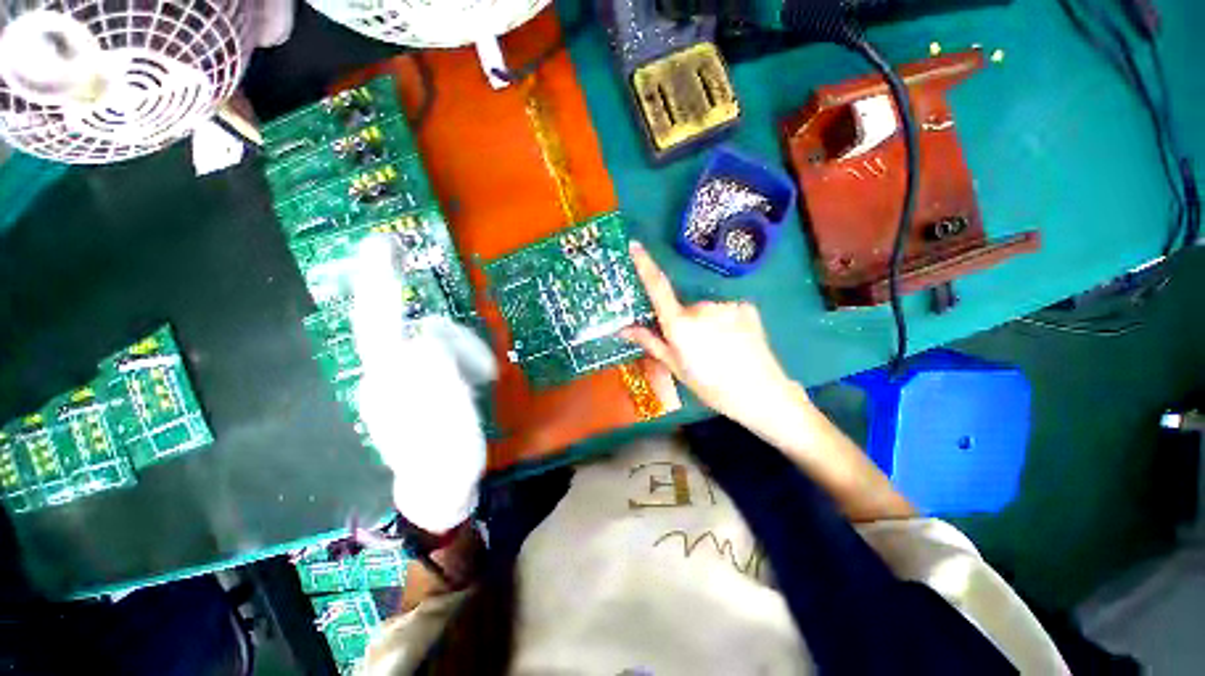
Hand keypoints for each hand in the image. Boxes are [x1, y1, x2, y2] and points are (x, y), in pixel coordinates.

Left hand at [351, 234, 496, 533]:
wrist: (437, 489)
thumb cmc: (445, 461)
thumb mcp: (448, 425)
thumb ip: (435, 379)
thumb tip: (423, 337)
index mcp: (388, 382)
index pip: (380, 321)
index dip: (381, 281)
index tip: (385, 243)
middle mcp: (387, 372)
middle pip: (422, 329)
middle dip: (454, 338)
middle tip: (478, 362)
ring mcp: (404, 377)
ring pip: (439, 340)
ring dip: (469, 356)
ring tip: (487, 386)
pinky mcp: (422, 382)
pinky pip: (443, 354)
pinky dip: (465, 361)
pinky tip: (477, 383)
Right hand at [621, 241, 799, 425]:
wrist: (760, 393)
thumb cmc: (710, 385)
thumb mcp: (675, 367)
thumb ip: (650, 342)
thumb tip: (623, 329)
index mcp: (680, 324)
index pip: (657, 287)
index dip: (644, 265)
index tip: (635, 245)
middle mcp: (701, 308)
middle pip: (684, 308)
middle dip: (684, 323)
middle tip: (696, 349)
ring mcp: (726, 305)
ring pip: (706, 310)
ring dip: (706, 323)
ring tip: (719, 350)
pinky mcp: (745, 307)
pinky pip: (725, 310)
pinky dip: (725, 322)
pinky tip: (735, 342)